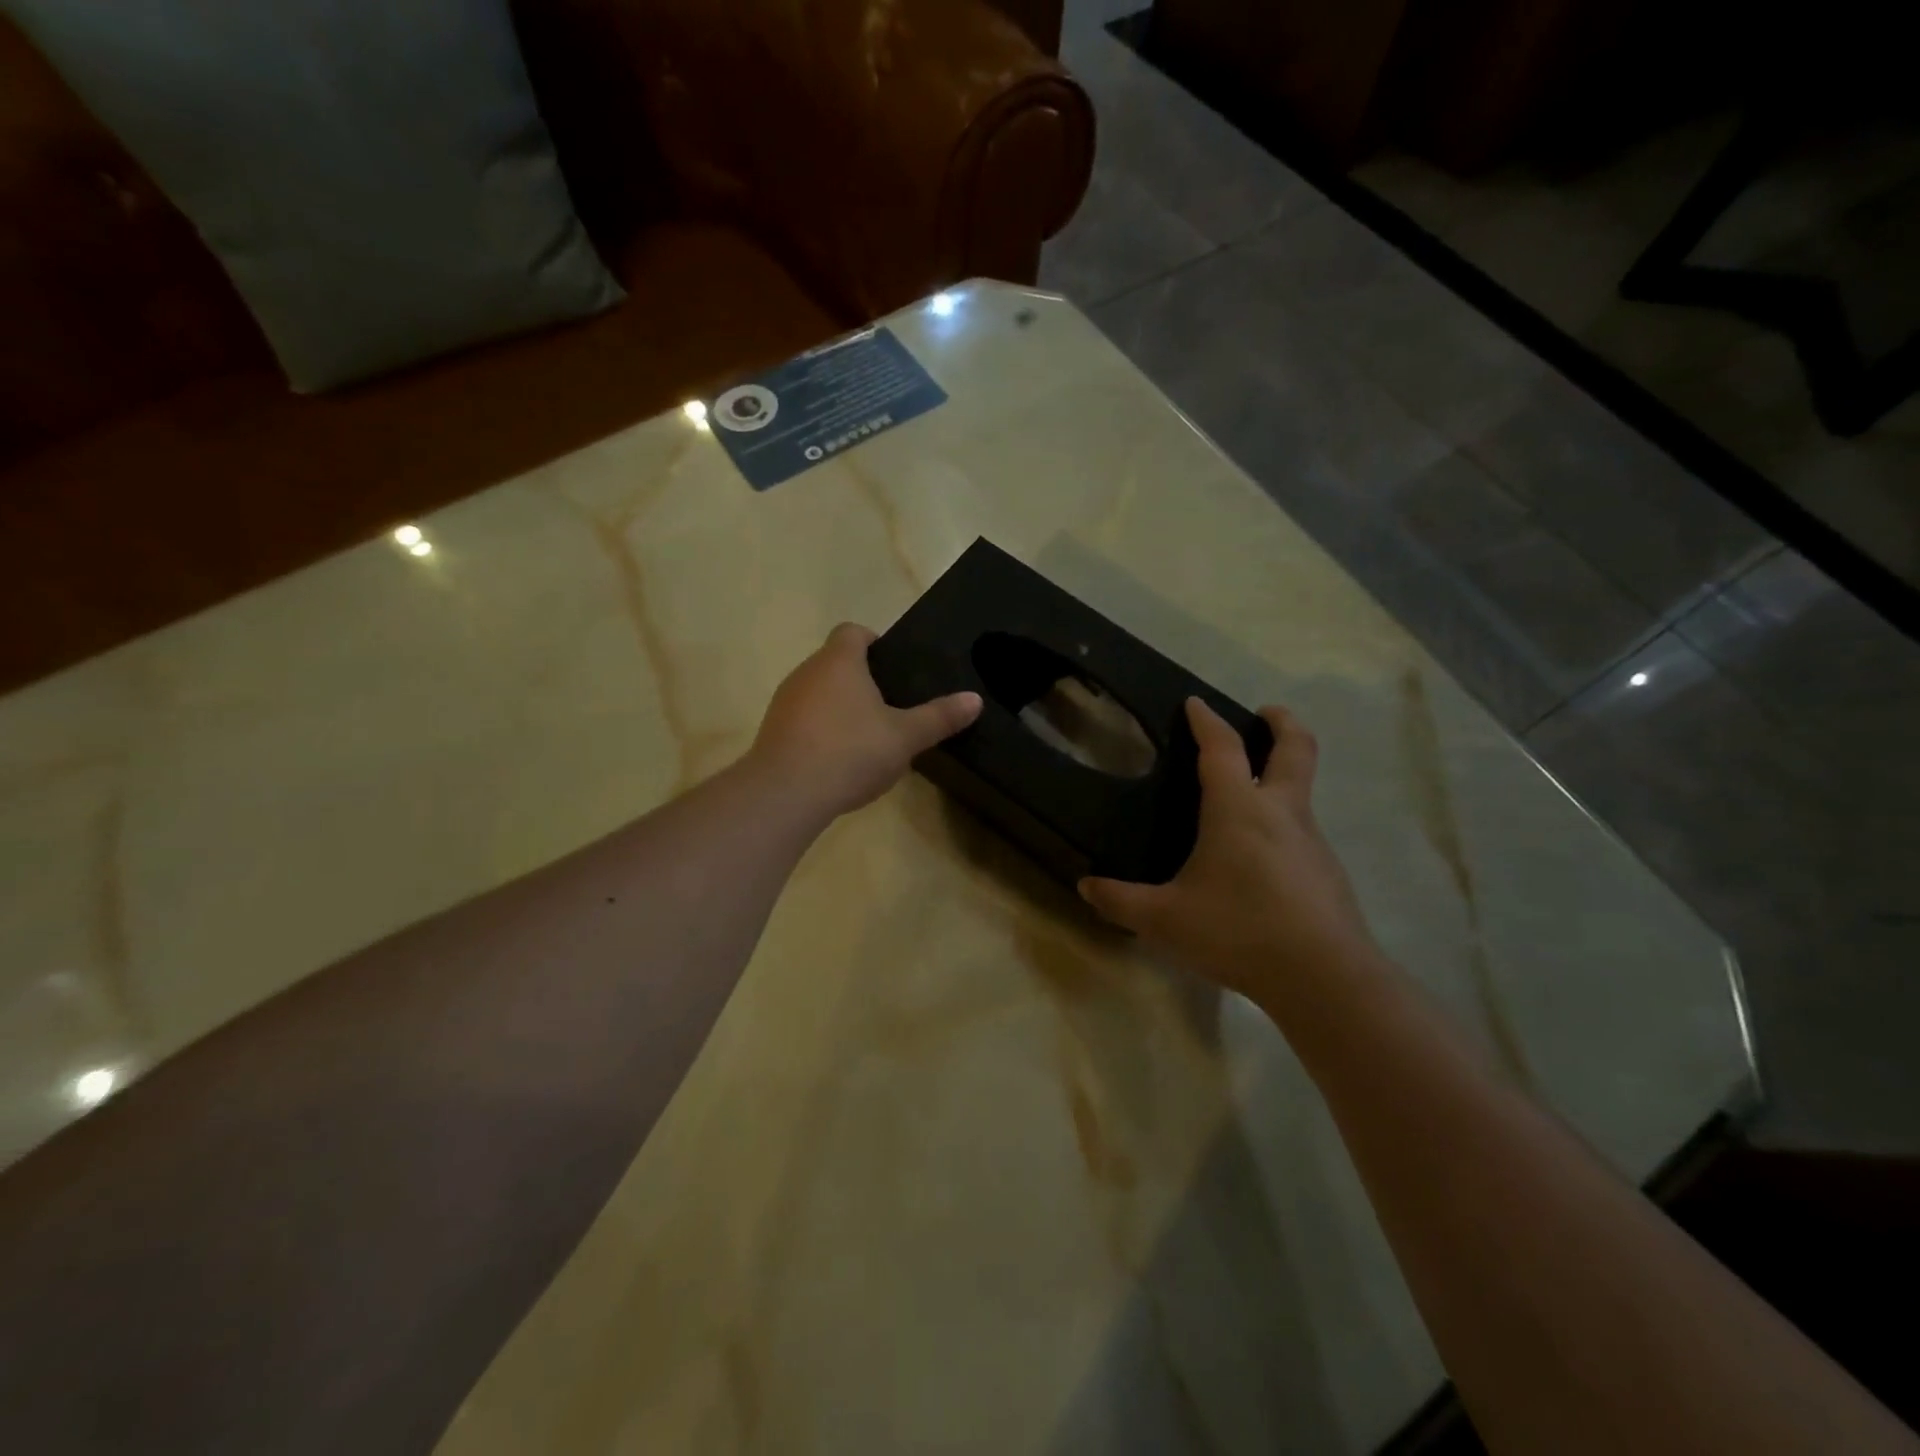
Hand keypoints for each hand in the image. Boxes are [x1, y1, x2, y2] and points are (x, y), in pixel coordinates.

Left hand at [748, 623, 982, 819]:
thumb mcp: (905, 737)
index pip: (853, 631)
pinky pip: (803, 719)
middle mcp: (807, 671)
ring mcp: (784, 701)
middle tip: (891, 707)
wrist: (786, 793)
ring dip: (840, 706)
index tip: (894, 668)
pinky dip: (821, 730)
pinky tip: (839, 760)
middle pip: (836, 661)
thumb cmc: (851, 752)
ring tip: (868, 736)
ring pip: (818, 691)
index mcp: (840, 661)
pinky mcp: (773, 731)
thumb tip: (975, 699)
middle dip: (861, 679)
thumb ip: (939, 717)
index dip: (874, 642)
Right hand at [1079, 698, 1379, 1005]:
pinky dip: (1284, 824)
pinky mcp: (1328, 873)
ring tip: (1250, 796)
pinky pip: (1304, 833)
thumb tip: (1086, 887)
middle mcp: (1280, 813)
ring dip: (1282, 776)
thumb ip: (1121, 901)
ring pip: (1302, 792)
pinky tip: (1262, 860)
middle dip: (1282, 723)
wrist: (1324, 978)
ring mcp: (1312, 842)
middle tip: (1266, 713)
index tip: (1195, 702)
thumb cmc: (1237, 931)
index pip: (1222, 748)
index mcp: (1238, 810)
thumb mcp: (1164, 920)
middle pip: (1295, 749)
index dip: (1207, 720)